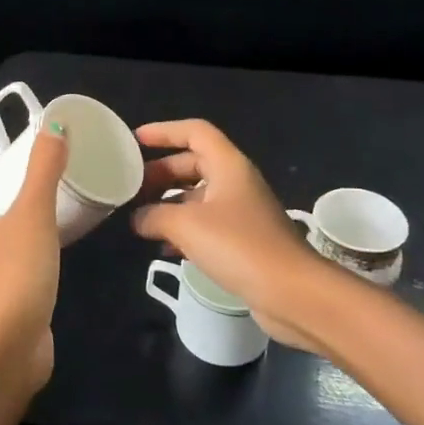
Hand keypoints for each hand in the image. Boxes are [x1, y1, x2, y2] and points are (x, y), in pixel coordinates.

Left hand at [0, 123, 65, 392]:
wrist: (8, 347)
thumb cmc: (14, 271)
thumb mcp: (33, 212)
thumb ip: (44, 169)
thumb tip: (56, 124)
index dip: (8, 194)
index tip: (37, 195)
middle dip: (19, 222)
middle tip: (53, 216)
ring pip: (0, 258)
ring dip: (24, 253)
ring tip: (56, 247)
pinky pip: (10, 288)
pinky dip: (27, 282)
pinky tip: (49, 284)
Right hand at [131, 119, 326, 352]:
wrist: (292, 292)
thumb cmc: (239, 246)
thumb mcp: (186, 225)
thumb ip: (154, 215)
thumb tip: (137, 218)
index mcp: (228, 166)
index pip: (194, 132)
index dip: (164, 132)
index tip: (135, 142)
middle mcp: (236, 183)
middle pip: (193, 164)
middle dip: (160, 173)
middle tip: (131, 187)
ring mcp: (241, 213)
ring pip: (197, 197)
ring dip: (168, 204)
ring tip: (139, 218)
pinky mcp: (242, 241)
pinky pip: (205, 225)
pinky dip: (182, 230)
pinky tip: (163, 247)